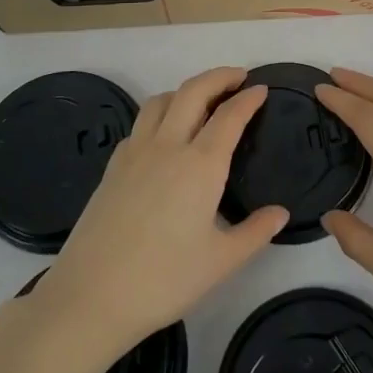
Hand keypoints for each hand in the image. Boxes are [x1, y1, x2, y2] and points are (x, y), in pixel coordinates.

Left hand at [23, 68, 286, 363]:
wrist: (91, 296)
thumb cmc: (164, 280)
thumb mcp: (221, 262)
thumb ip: (255, 232)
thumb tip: (281, 213)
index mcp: (201, 165)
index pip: (229, 116)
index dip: (248, 99)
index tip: (261, 89)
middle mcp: (168, 146)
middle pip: (193, 91)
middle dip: (218, 77)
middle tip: (238, 77)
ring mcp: (135, 153)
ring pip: (161, 100)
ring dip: (185, 91)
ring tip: (201, 100)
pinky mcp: (113, 166)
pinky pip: (139, 124)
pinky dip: (159, 114)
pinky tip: (164, 136)